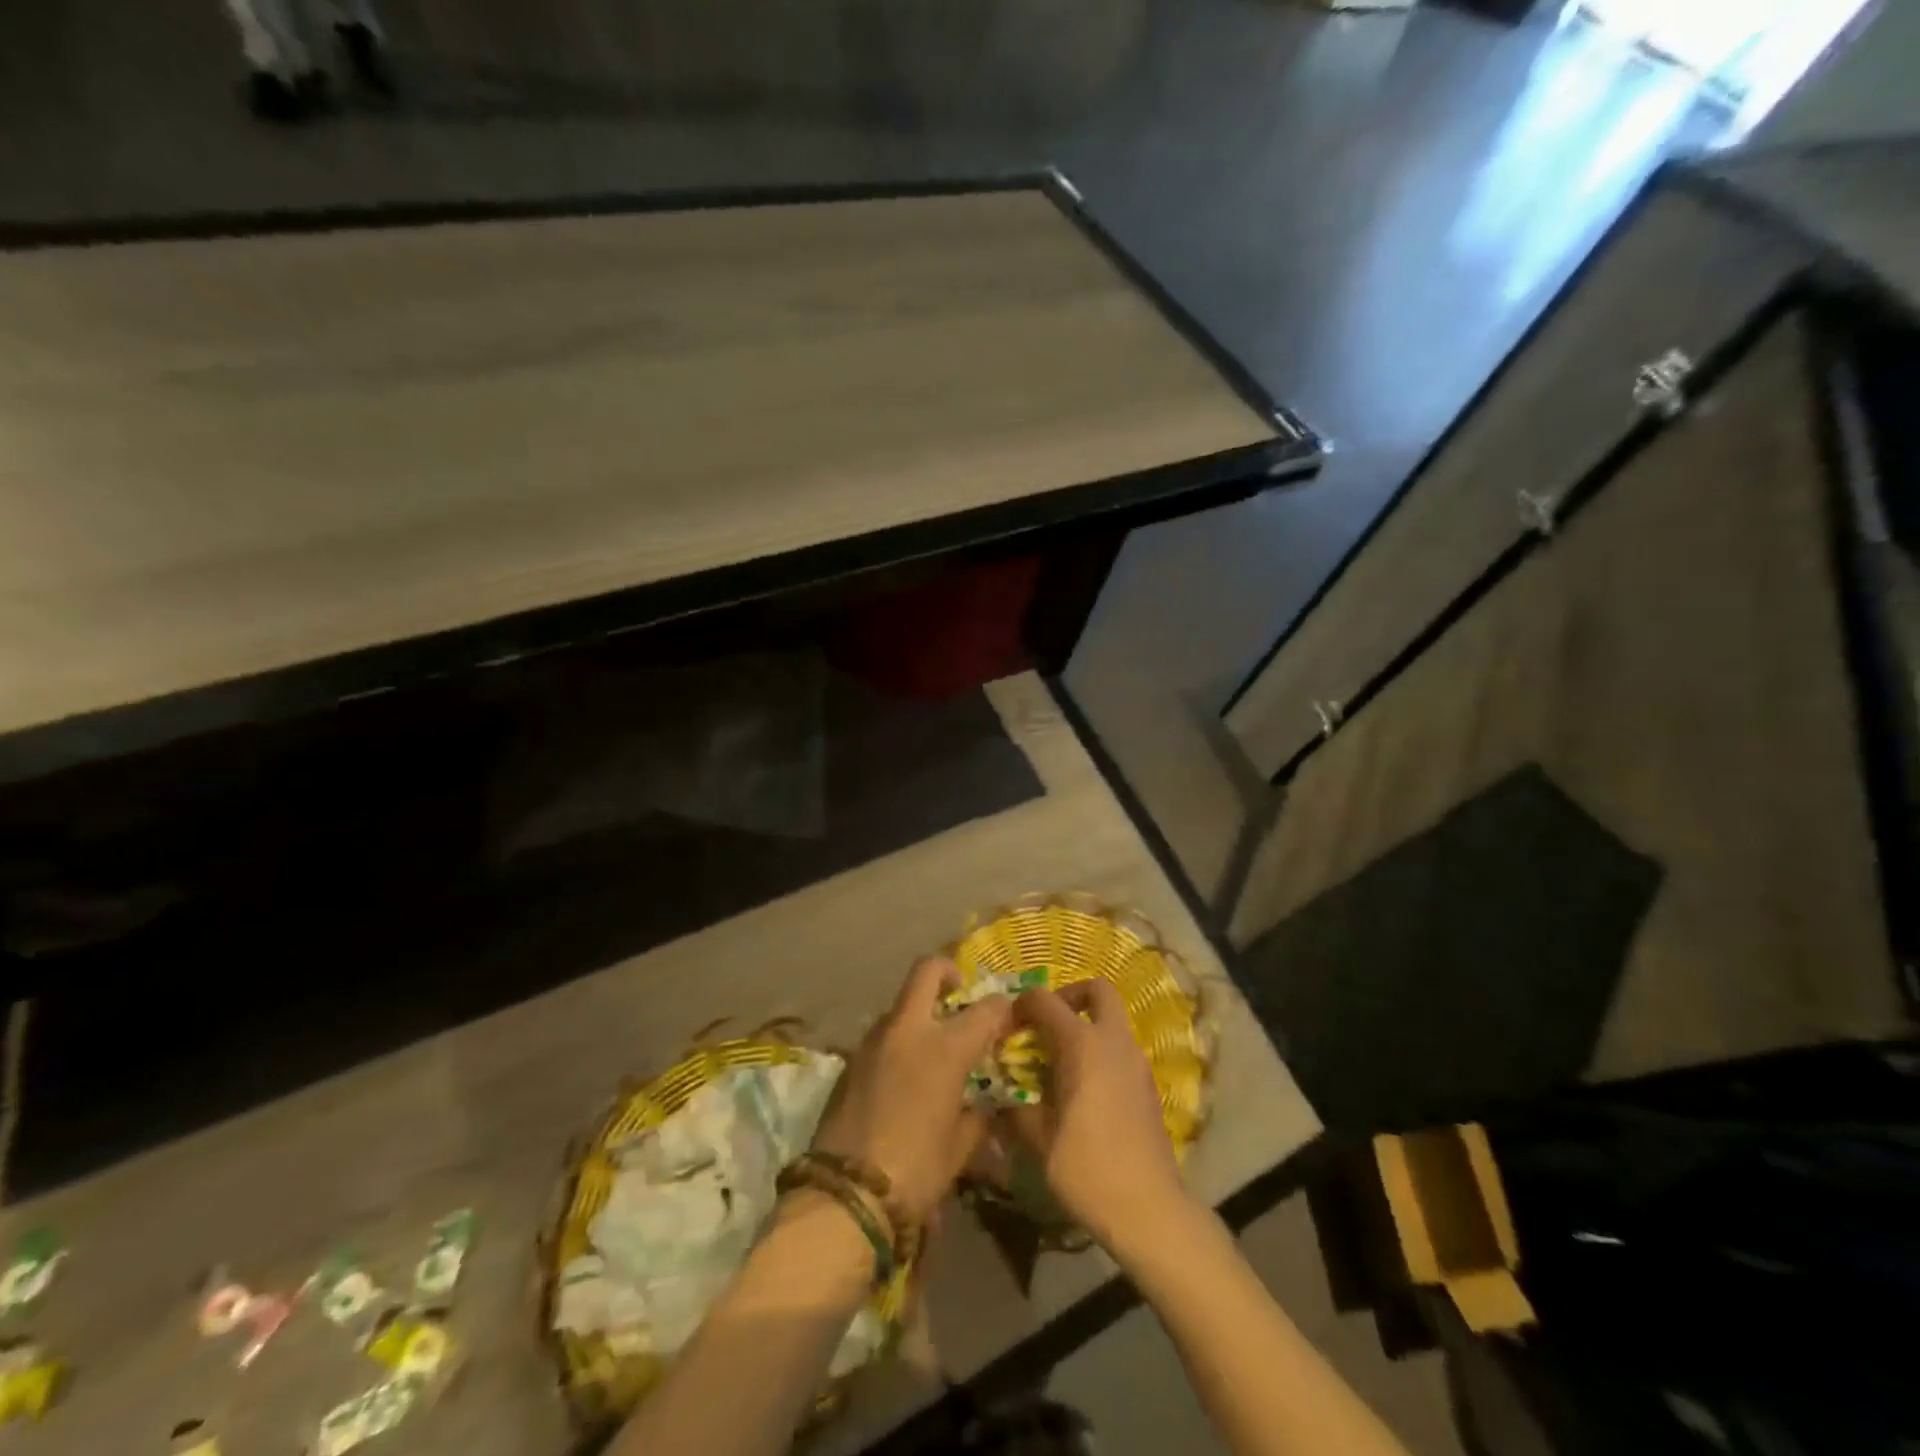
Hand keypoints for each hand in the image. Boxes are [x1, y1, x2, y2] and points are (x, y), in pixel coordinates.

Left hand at [810, 957, 1011, 1228]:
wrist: (845, 1195)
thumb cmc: (916, 1171)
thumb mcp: (961, 1147)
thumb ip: (978, 1115)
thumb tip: (983, 1104)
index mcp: (945, 1047)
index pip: (985, 1008)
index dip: (1001, 1009)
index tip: (1006, 1018)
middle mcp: (909, 1030)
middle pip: (927, 971)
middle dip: (947, 973)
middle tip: (958, 993)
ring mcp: (873, 1040)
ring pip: (900, 1004)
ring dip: (919, 1013)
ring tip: (931, 1047)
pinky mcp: (850, 1059)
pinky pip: (881, 1036)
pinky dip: (897, 1042)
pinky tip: (903, 1076)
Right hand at [1006, 980, 1187, 1248]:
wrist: (1149, 1209)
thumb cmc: (1088, 1169)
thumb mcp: (1039, 1140)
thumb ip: (1017, 1109)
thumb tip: (1002, 1100)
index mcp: (1082, 1045)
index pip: (1045, 1001)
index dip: (1022, 1005)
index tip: (1007, 1026)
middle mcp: (1113, 1041)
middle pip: (1097, 989)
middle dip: (1069, 995)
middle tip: (1047, 1022)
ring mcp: (1136, 1061)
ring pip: (1112, 1019)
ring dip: (1086, 1024)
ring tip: (1059, 1060)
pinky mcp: (1148, 1083)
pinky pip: (1121, 1048)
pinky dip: (1100, 1050)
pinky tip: (1083, 1087)